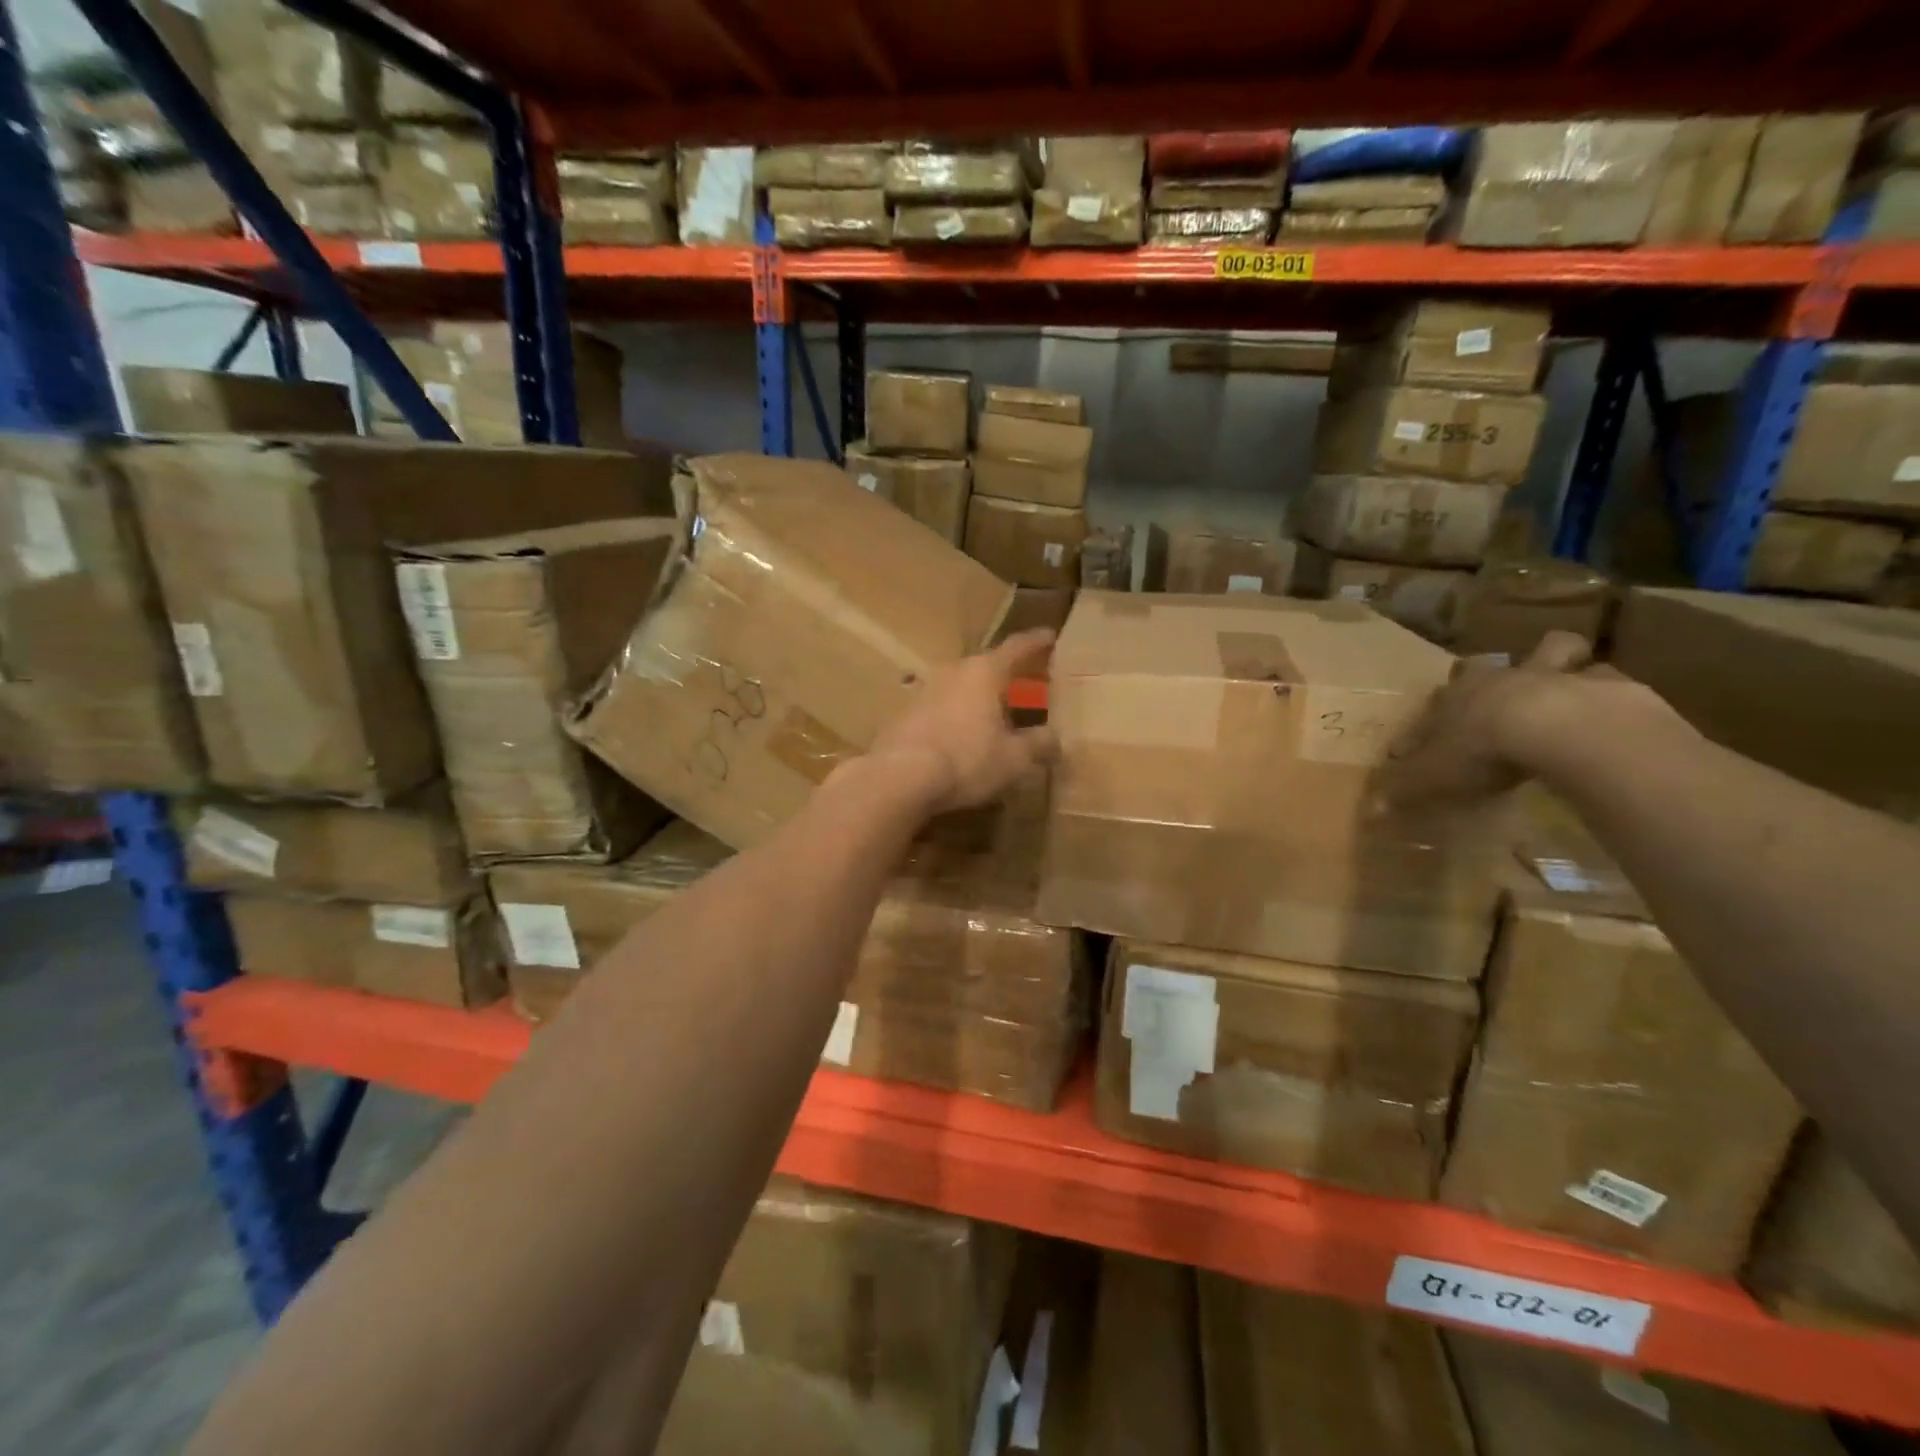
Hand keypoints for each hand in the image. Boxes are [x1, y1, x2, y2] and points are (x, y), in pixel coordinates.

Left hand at [865, 629, 1059, 814]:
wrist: (899, 777)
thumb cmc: (967, 760)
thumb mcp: (1014, 758)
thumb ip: (1039, 744)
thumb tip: (1055, 739)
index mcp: (984, 672)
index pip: (1017, 648)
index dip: (1037, 643)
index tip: (1050, 636)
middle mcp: (953, 672)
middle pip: (986, 667)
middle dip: (1006, 675)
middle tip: (1026, 683)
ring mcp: (924, 691)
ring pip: (960, 687)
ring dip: (978, 697)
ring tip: (995, 715)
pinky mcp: (904, 715)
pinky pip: (940, 709)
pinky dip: (956, 717)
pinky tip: (962, 738)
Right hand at [1381, 632, 1600, 807]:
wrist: (1559, 729)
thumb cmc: (1482, 749)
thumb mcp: (1431, 778)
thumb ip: (1403, 791)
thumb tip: (1370, 810)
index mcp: (1455, 698)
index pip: (1433, 703)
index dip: (1428, 719)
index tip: (1423, 738)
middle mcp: (1498, 679)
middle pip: (1485, 665)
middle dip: (1488, 674)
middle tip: (1494, 693)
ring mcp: (1553, 676)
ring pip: (1554, 650)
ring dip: (1555, 661)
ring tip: (1559, 681)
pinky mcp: (1605, 685)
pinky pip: (1605, 678)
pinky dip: (1605, 688)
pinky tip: (1609, 707)